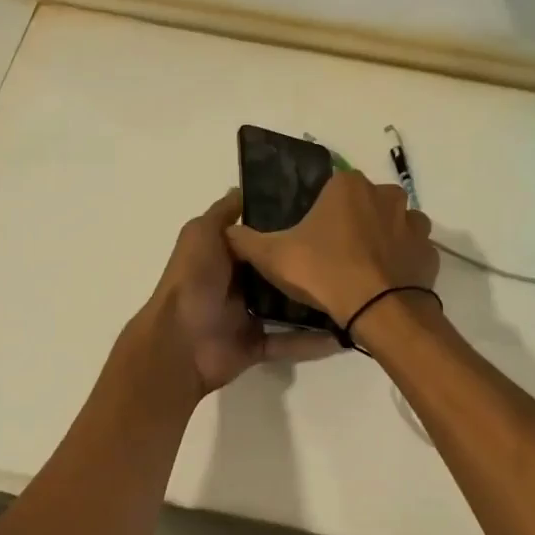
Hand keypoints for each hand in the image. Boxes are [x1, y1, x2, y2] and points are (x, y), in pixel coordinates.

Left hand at [138, 189, 338, 396]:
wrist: (180, 342)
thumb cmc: (193, 281)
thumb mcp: (201, 233)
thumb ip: (222, 214)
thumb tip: (243, 190)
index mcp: (225, 255)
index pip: (261, 237)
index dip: (286, 225)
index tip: (322, 214)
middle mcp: (237, 283)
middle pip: (279, 271)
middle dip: (307, 263)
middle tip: (350, 251)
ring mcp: (247, 316)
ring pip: (289, 307)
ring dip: (316, 301)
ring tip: (354, 290)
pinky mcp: (257, 345)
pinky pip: (290, 342)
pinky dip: (313, 341)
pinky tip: (343, 332)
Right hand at [224, 171, 438, 330]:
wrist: (379, 311)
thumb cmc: (324, 273)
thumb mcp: (273, 257)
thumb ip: (245, 240)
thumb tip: (228, 231)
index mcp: (348, 186)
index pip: (329, 189)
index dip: (318, 214)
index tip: (310, 239)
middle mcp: (386, 194)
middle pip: (362, 205)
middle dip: (350, 225)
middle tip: (331, 257)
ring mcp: (413, 223)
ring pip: (391, 226)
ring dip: (378, 241)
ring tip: (359, 271)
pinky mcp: (430, 252)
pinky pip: (410, 252)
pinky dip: (399, 263)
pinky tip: (383, 283)